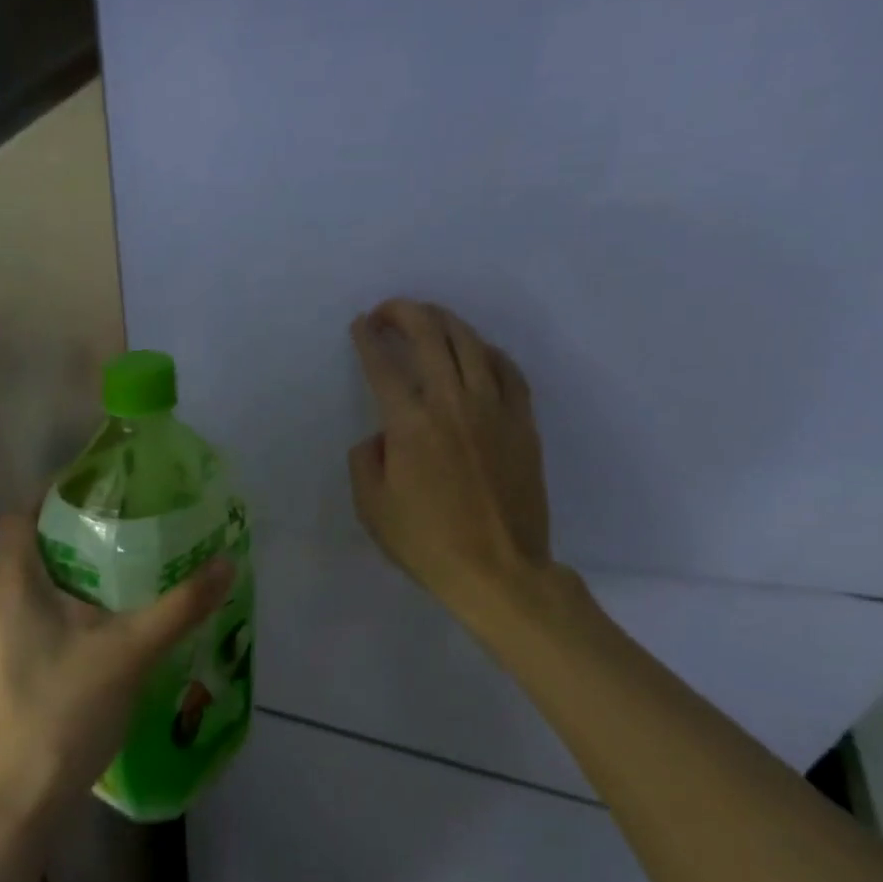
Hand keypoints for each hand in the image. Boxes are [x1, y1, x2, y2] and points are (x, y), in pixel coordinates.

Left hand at [0, 514, 231, 825]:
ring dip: (69, 572)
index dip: (55, 495)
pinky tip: (100, 627)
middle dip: (74, 533)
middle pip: (29, 547)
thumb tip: (227, 561)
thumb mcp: (132, 650)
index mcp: (10, 584)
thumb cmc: (67, 710)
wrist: (21, 800)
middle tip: (125, 528)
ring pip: (29, 585)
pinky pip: (28, 615)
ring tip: (120, 572)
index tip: (102, 490)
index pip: (22, 513)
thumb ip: (180, 605)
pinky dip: (60, 605)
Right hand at [349, 299, 553, 627]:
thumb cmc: (427, 543)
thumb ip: (365, 460)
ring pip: (471, 344)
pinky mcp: (522, 423)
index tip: (360, 325)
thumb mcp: (371, 508)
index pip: (384, 365)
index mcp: (410, 424)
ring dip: (445, 321)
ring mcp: (494, 409)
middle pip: (430, 337)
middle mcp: (453, 403)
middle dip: (404, 313)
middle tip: (388, 310)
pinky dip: (488, 351)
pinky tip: (477, 351)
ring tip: (429, 317)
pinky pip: (508, 371)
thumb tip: (381, 435)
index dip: (368, 338)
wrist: (499, 570)